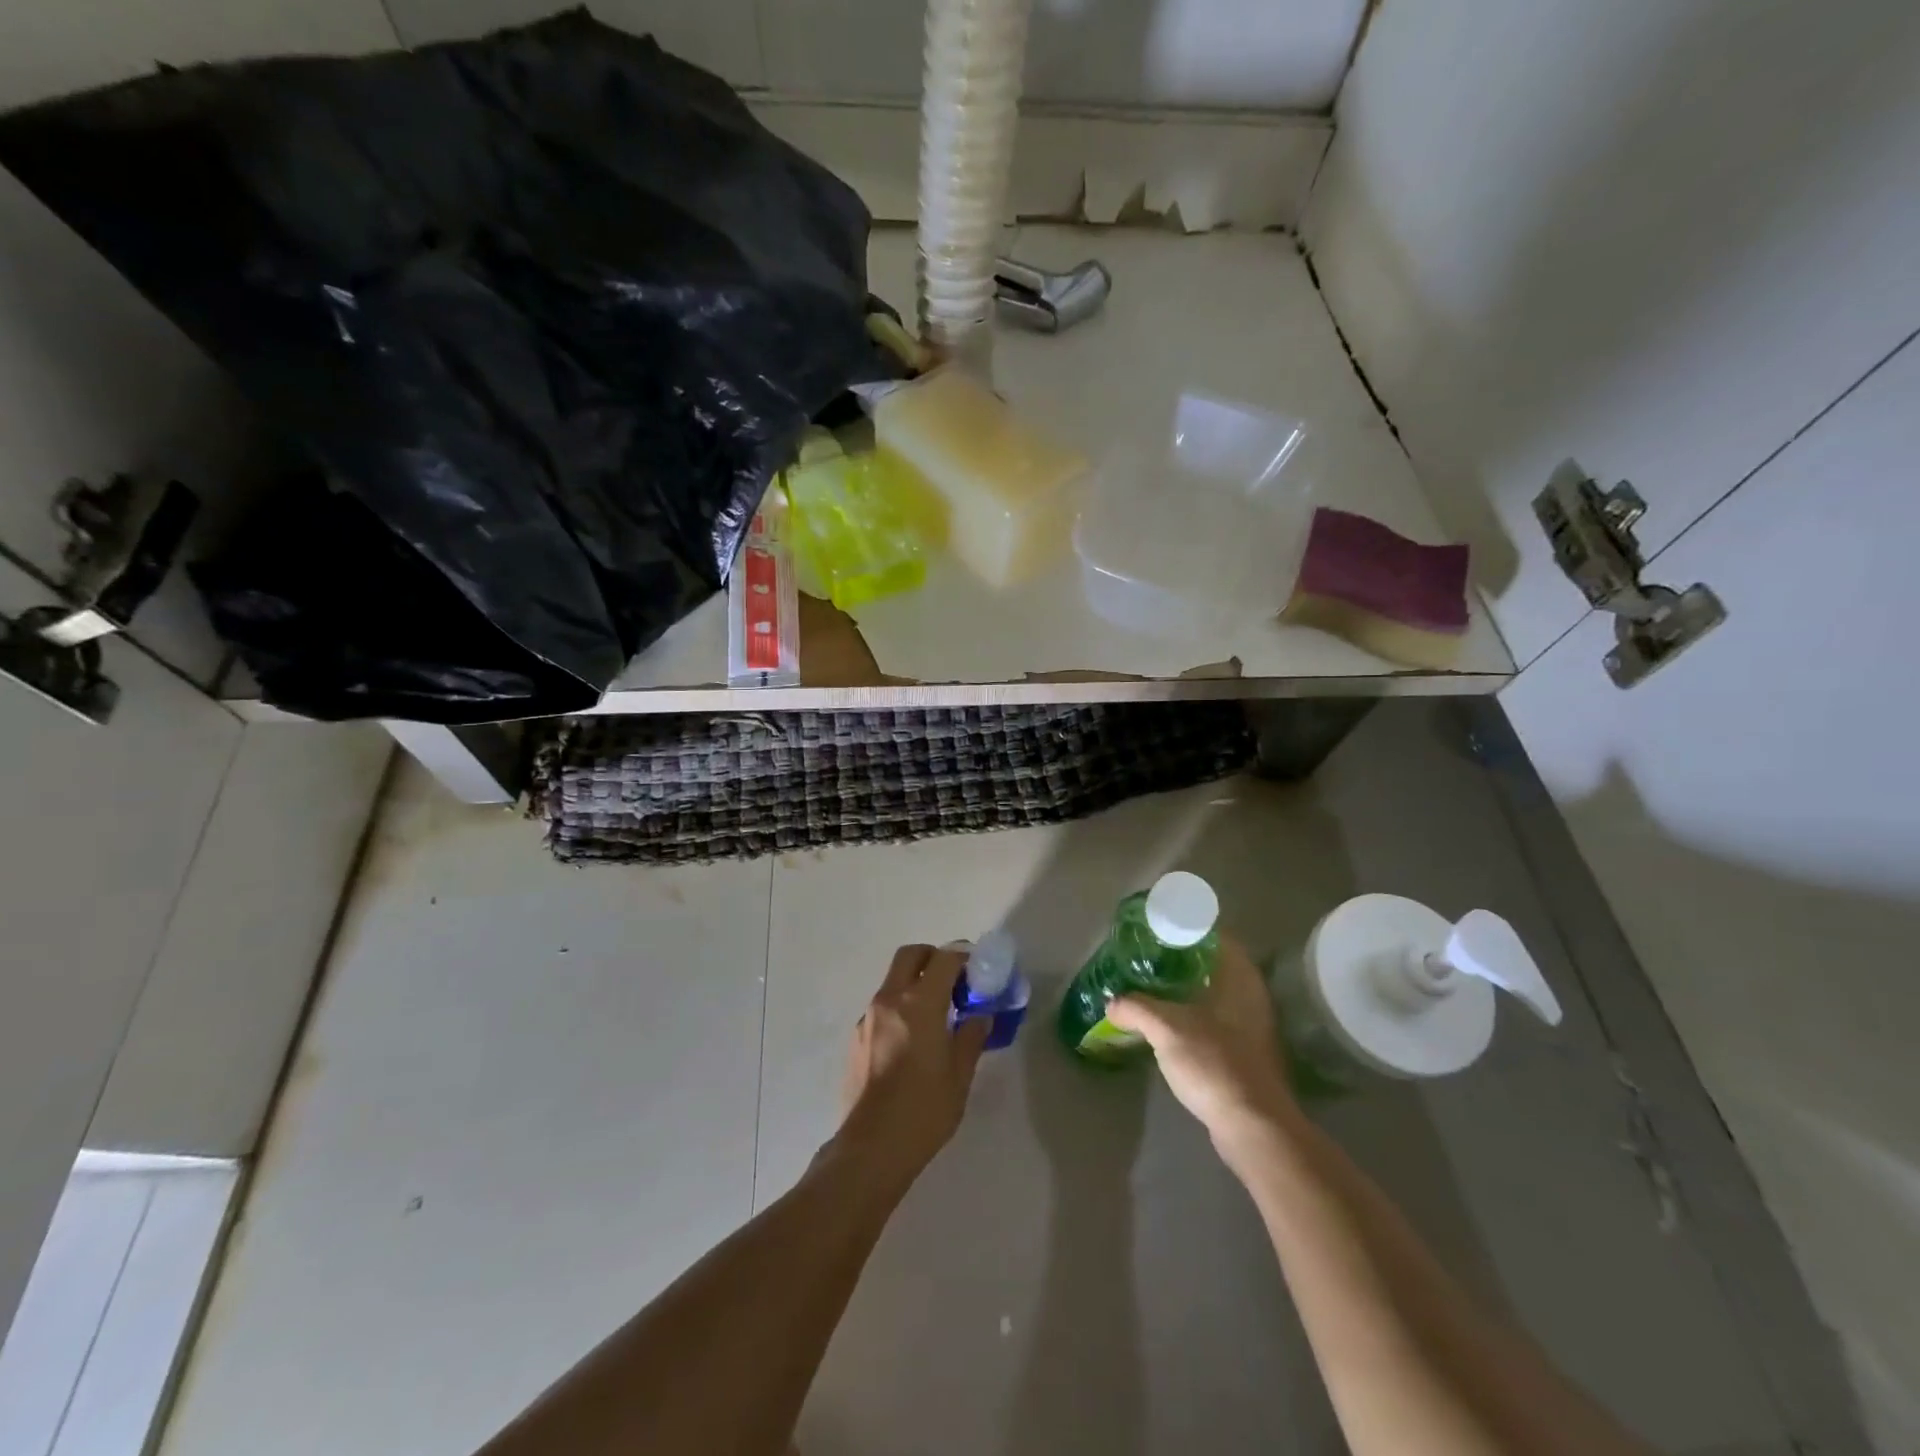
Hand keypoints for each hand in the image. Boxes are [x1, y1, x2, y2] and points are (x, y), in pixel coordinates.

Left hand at [834, 944, 990, 1193]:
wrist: (871, 1148)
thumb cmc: (924, 1110)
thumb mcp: (960, 1074)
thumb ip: (971, 1036)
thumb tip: (980, 1016)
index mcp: (919, 1003)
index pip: (944, 959)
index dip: (963, 958)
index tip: (978, 971)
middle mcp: (889, 1000)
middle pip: (910, 955)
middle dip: (933, 958)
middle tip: (953, 981)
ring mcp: (867, 1018)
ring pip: (893, 981)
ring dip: (914, 984)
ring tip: (935, 1017)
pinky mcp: (856, 1038)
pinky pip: (882, 1008)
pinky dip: (899, 1009)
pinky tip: (911, 1043)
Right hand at [1105, 935, 1296, 1154]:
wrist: (1252, 1127)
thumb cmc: (1214, 1064)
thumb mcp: (1166, 1028)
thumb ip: (1136, 1008)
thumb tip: (1112, 1002)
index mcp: (1240, 978)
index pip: (1216, 936)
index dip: (1187, 925)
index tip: (1158, 924)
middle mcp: (1250, 996)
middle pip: (1213, 963)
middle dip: (1181, 956)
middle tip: (1146, 953)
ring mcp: (1250, 1026)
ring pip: (1213, 992)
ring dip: (1185, 987)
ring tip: (1149, 983)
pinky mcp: (1244, 1052)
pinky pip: (1212, 1018)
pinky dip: (1190, 1013)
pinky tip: (1166, 1021)